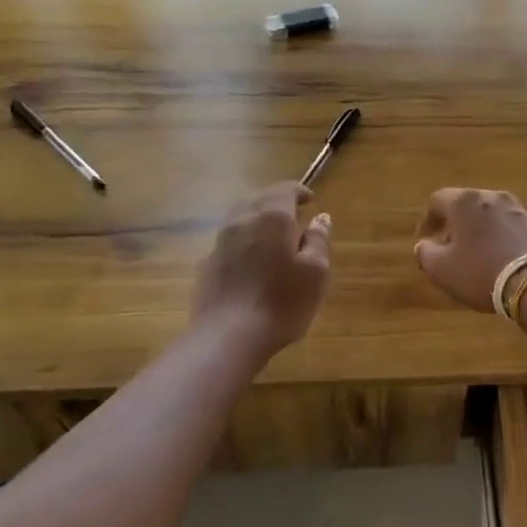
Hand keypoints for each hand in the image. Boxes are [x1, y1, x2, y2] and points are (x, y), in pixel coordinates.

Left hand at [191, 183, 332, 354]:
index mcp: (272, 218)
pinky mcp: (206, 265)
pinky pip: (228, 243)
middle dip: (276, 204)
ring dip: (256, 221)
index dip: (299, 192)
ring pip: (239, 219)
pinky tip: (250, 265)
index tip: (310, 202)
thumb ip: (319, 241)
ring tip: (272, 240)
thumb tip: (320, 218)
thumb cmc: (281, 303)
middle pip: (258, 199)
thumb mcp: (315, 273)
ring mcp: (219, 243)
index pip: (284, 189)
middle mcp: (242, 221)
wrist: (228, 337)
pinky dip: (242, 243)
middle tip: (293, 219)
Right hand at [413, 187, 526, 312]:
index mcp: (464, 201)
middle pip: (466, 205)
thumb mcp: (442, 270)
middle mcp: (492, 197)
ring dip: (480, 231)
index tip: (425, 239)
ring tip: (476, 255)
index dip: (427, 220)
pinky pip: (511, 228)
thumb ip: (425, 254)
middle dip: (455, 224)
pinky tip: (501, 260)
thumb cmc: (482, 272)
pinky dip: (501, 238)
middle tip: (449, 247)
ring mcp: (519, 209)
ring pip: (490, 215)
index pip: (437, 200)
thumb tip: (423, 245)